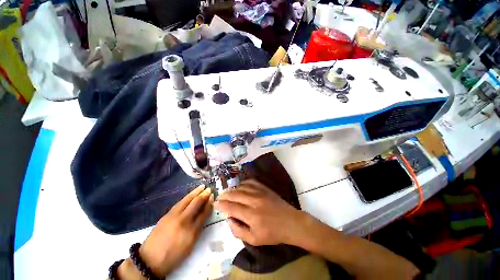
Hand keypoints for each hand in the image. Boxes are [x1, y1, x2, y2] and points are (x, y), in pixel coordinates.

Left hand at [139, 185, 213, 276]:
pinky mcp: (166, 215)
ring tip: (202, 186)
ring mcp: (174, 216)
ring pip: (187, 200)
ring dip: (195, 192)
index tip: (213, 197)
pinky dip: (187, 197)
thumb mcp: (189, 246)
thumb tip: (203, 215)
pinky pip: (179, 203)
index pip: (204, 213)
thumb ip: (197, 229)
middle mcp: (183, 221)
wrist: (149, 260)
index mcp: (191, 232)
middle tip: (209, 189)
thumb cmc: (173, 256)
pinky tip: (190, 195)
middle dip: (204, 195)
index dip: (209, 204)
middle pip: (196, 203)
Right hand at [214, 179, 306, 245]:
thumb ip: (238, 231)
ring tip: (228, 192)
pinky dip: (243, 183)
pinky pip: (251, 182)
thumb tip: (229, 219)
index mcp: (251, 215)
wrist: (291, 222)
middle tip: (219, 197)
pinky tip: (240, 186)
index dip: (221, 205)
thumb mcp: (254, 240)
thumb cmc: (272, 234)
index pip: (231, 207)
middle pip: (235, 194)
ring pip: (242, 187)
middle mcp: (254, 201)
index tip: (215, 203)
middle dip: (225, 195)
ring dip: (233, 189)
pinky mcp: (265, 188)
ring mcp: (260, 192)